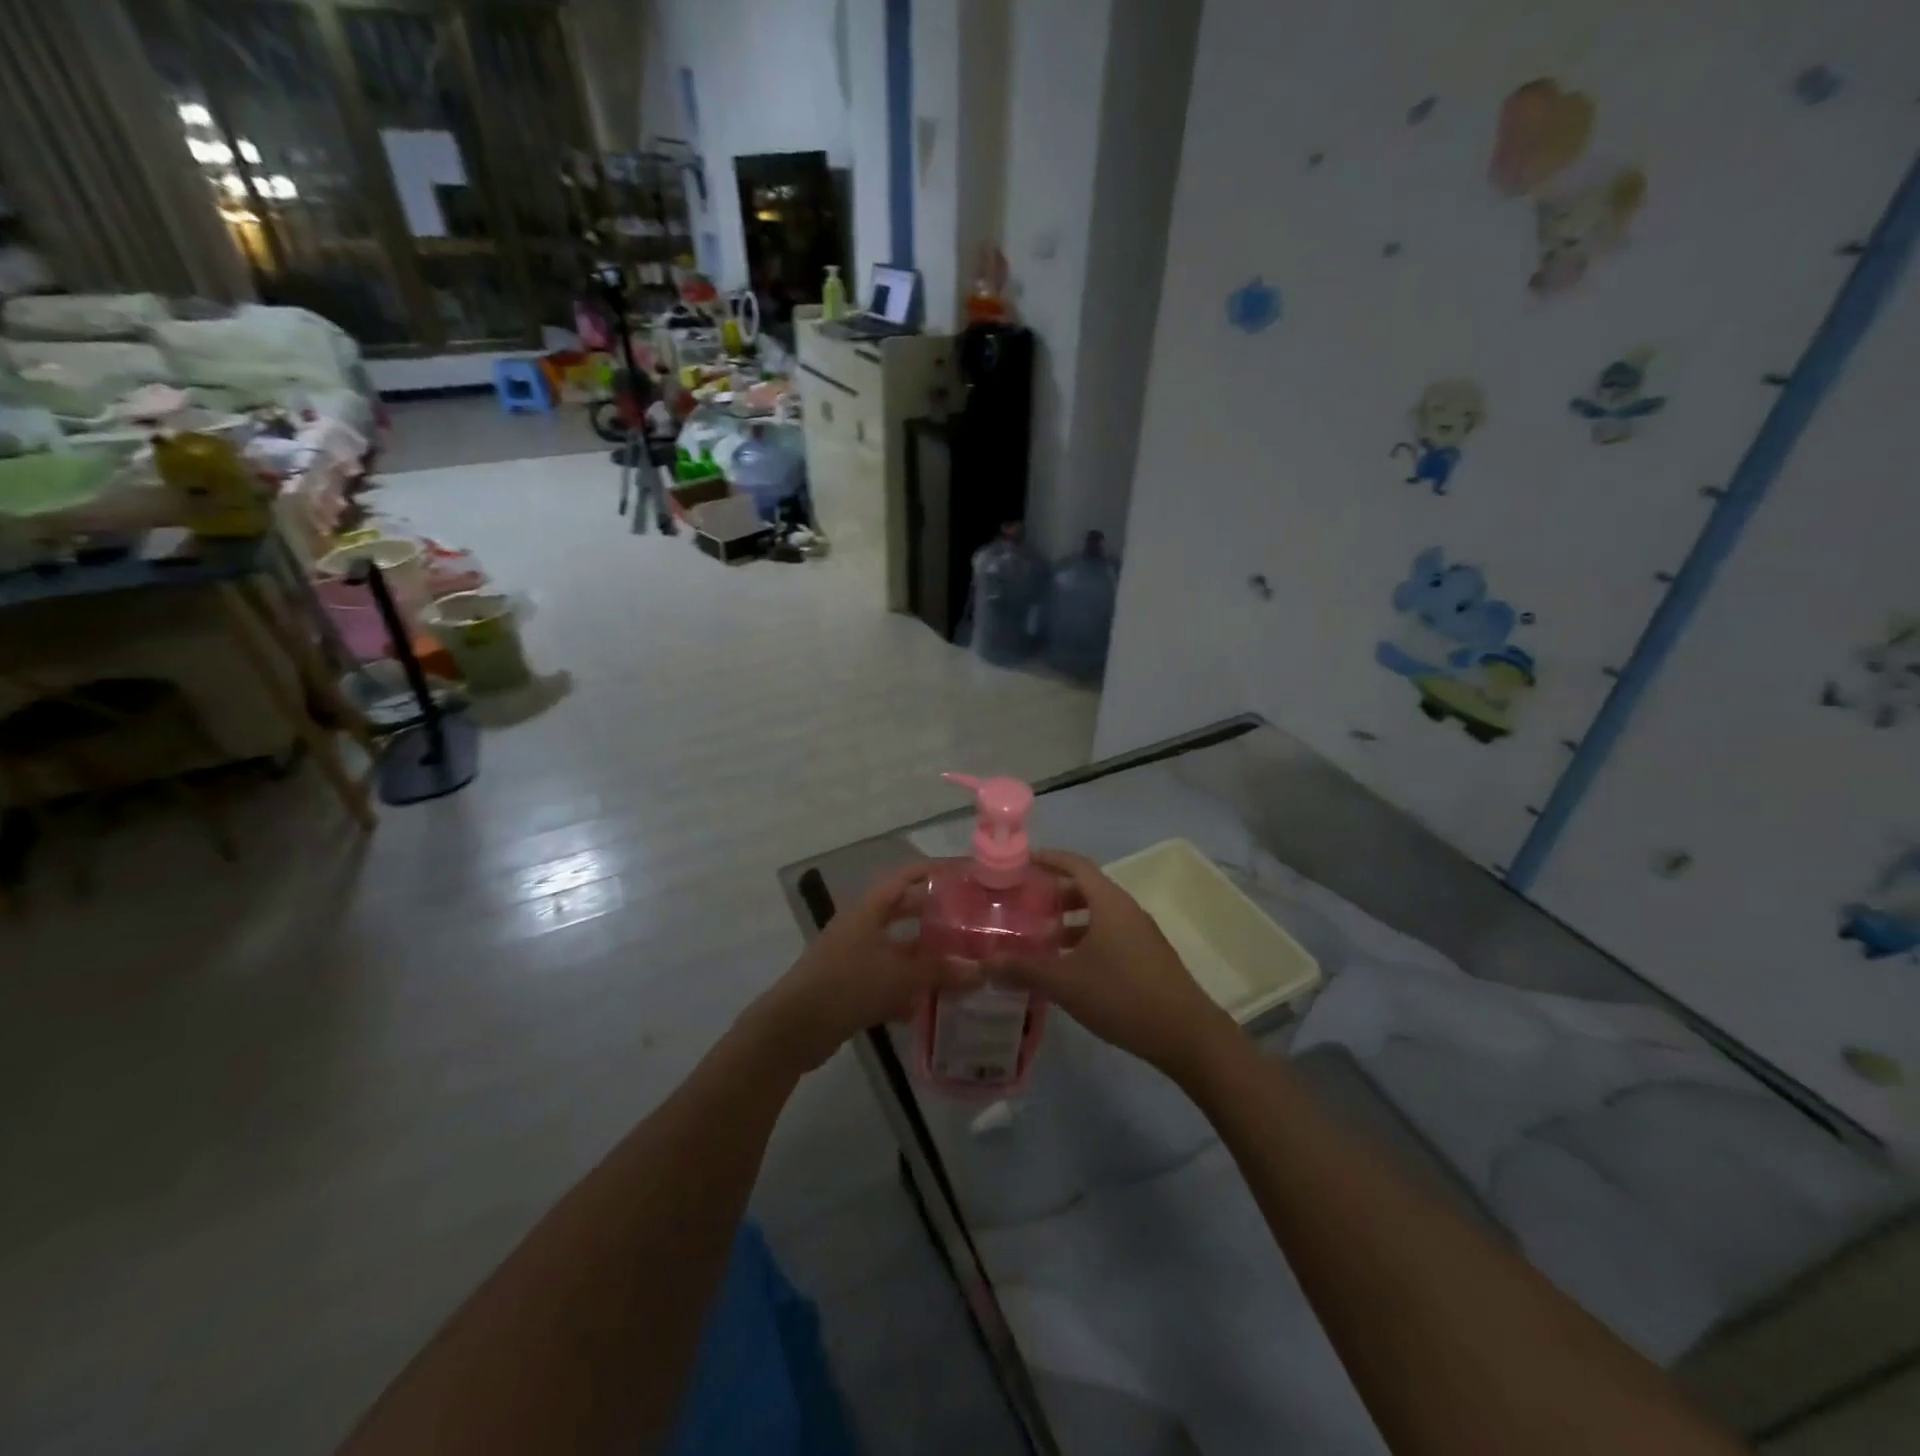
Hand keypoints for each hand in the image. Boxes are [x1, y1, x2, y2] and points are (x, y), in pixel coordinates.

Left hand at [748, 862, 972, 1075]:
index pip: (905, 878)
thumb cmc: (848, 985)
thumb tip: (979, 971)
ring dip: (922, 957)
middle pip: (902, 912)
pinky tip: (928, 1006)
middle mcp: (860, 926)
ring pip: (895, 948)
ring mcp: (852, 955)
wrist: (794, 1027)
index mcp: (869, 909)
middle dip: (932, 917)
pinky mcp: (848, 985)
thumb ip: (940, 972)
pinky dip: (905, 988)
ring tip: (957, 964)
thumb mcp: (900, 976)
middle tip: (966, 922)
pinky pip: (884, 978)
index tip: (962, 875)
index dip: (933, 872)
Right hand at [993, 850, 1237, 1081]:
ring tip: (1038, 939)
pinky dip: (1084, 939)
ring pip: (1097, 914)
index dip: (1047, 858)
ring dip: (1068, 921)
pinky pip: (1109, 934)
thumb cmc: (1122, 996)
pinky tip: (1067, 967)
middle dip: (1053, 893)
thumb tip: (985, 962)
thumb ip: (1023, 969)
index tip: (1020, 862)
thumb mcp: (1065, 982)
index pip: (1075, 864)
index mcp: (1109, 902)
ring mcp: (1140, 933)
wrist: (1186, 1034)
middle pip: (1085, 888)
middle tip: (1022, 904)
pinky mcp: (1147, 957)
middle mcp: (1126, 909)